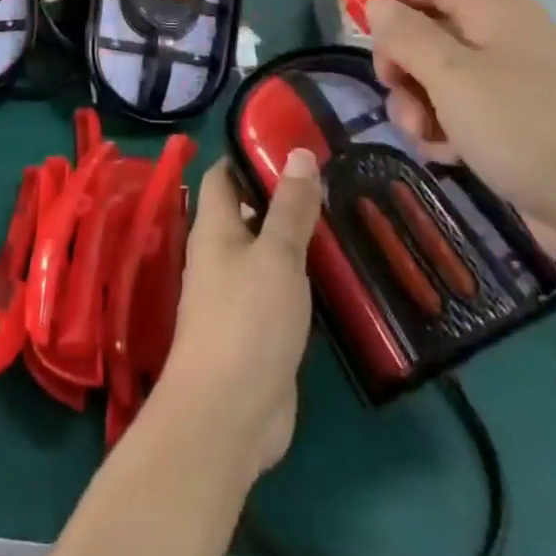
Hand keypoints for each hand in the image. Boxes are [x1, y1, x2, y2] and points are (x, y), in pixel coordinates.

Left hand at [158, 155, 321, 475]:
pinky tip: (335, 275)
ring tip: (342, 219)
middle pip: (246, 213)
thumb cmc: (247, 320)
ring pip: (265, 253)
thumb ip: (289, 207)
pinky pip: (277, 290)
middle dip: (280, 197)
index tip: (289, 142)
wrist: (229, 413)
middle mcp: (219, 256)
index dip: (247, 156)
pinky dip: (301, 278)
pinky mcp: (256, 329)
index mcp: (214, 229)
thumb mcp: (276, 256)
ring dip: (294, 239)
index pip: (222, 177)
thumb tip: (296, 151)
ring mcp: (236, 295)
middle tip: (330, 181)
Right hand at [365, 0, 555, 268]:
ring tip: (427, 135)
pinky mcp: (511, 131)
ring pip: (435, 81)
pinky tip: (448, 156)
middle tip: (392, 85)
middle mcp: (500, 43)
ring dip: (416, 105)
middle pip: (427, 33)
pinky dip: (443, 132)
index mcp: (493, 13)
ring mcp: (508, 89)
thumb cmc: (527, 126)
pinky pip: (457, 117)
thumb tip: (376, 1)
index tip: (350, 8)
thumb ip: (405, 35)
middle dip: (399, 61)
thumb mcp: (452, 76)